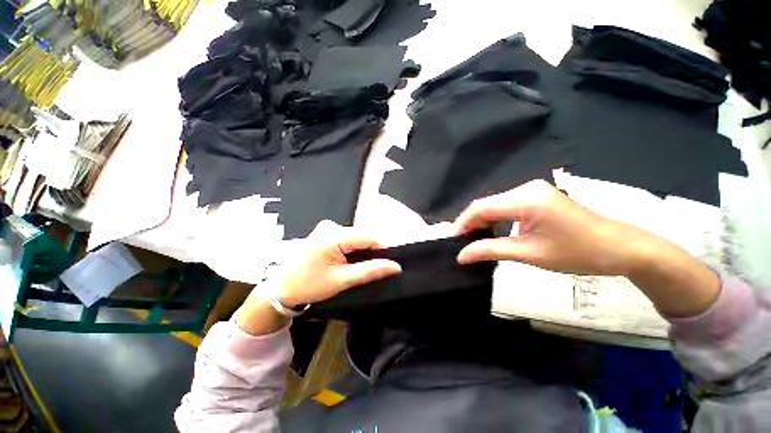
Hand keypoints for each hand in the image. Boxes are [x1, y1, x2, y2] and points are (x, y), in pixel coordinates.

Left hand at [276, 220, 402, 306]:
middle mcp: (331, 226)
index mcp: (333, 235)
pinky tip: (351, 261)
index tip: (391, 263)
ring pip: (356, 237)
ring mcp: (328, 228)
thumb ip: (370, 270)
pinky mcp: (326, 232)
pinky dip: (354, 249)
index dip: (383, 248)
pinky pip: (348, 238)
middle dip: (372, 251)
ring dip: (363, 251)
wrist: (281, 289)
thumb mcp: (342, 280)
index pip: (368, 236)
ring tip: (363, 266)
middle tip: (376, 269)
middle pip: (362, 236)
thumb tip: (395, 266)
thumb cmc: (309, 285)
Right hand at [454, 179, 642, 274]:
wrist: (619, 248)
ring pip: (495, 205)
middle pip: (487, 204)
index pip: (481, 207)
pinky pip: (507, 206)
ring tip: (472, 240)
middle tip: (460, 243)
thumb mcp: (528, 253)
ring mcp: (532, 191)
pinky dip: (496, 220)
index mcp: (524, 198)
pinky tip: (491, 232)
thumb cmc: (576, 253)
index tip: (451, 240)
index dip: (462, 222)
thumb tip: (461, 256)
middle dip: (471, 223)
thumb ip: (490, 250)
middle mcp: (525, 188)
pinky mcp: (537, 197)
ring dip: (482, 222)